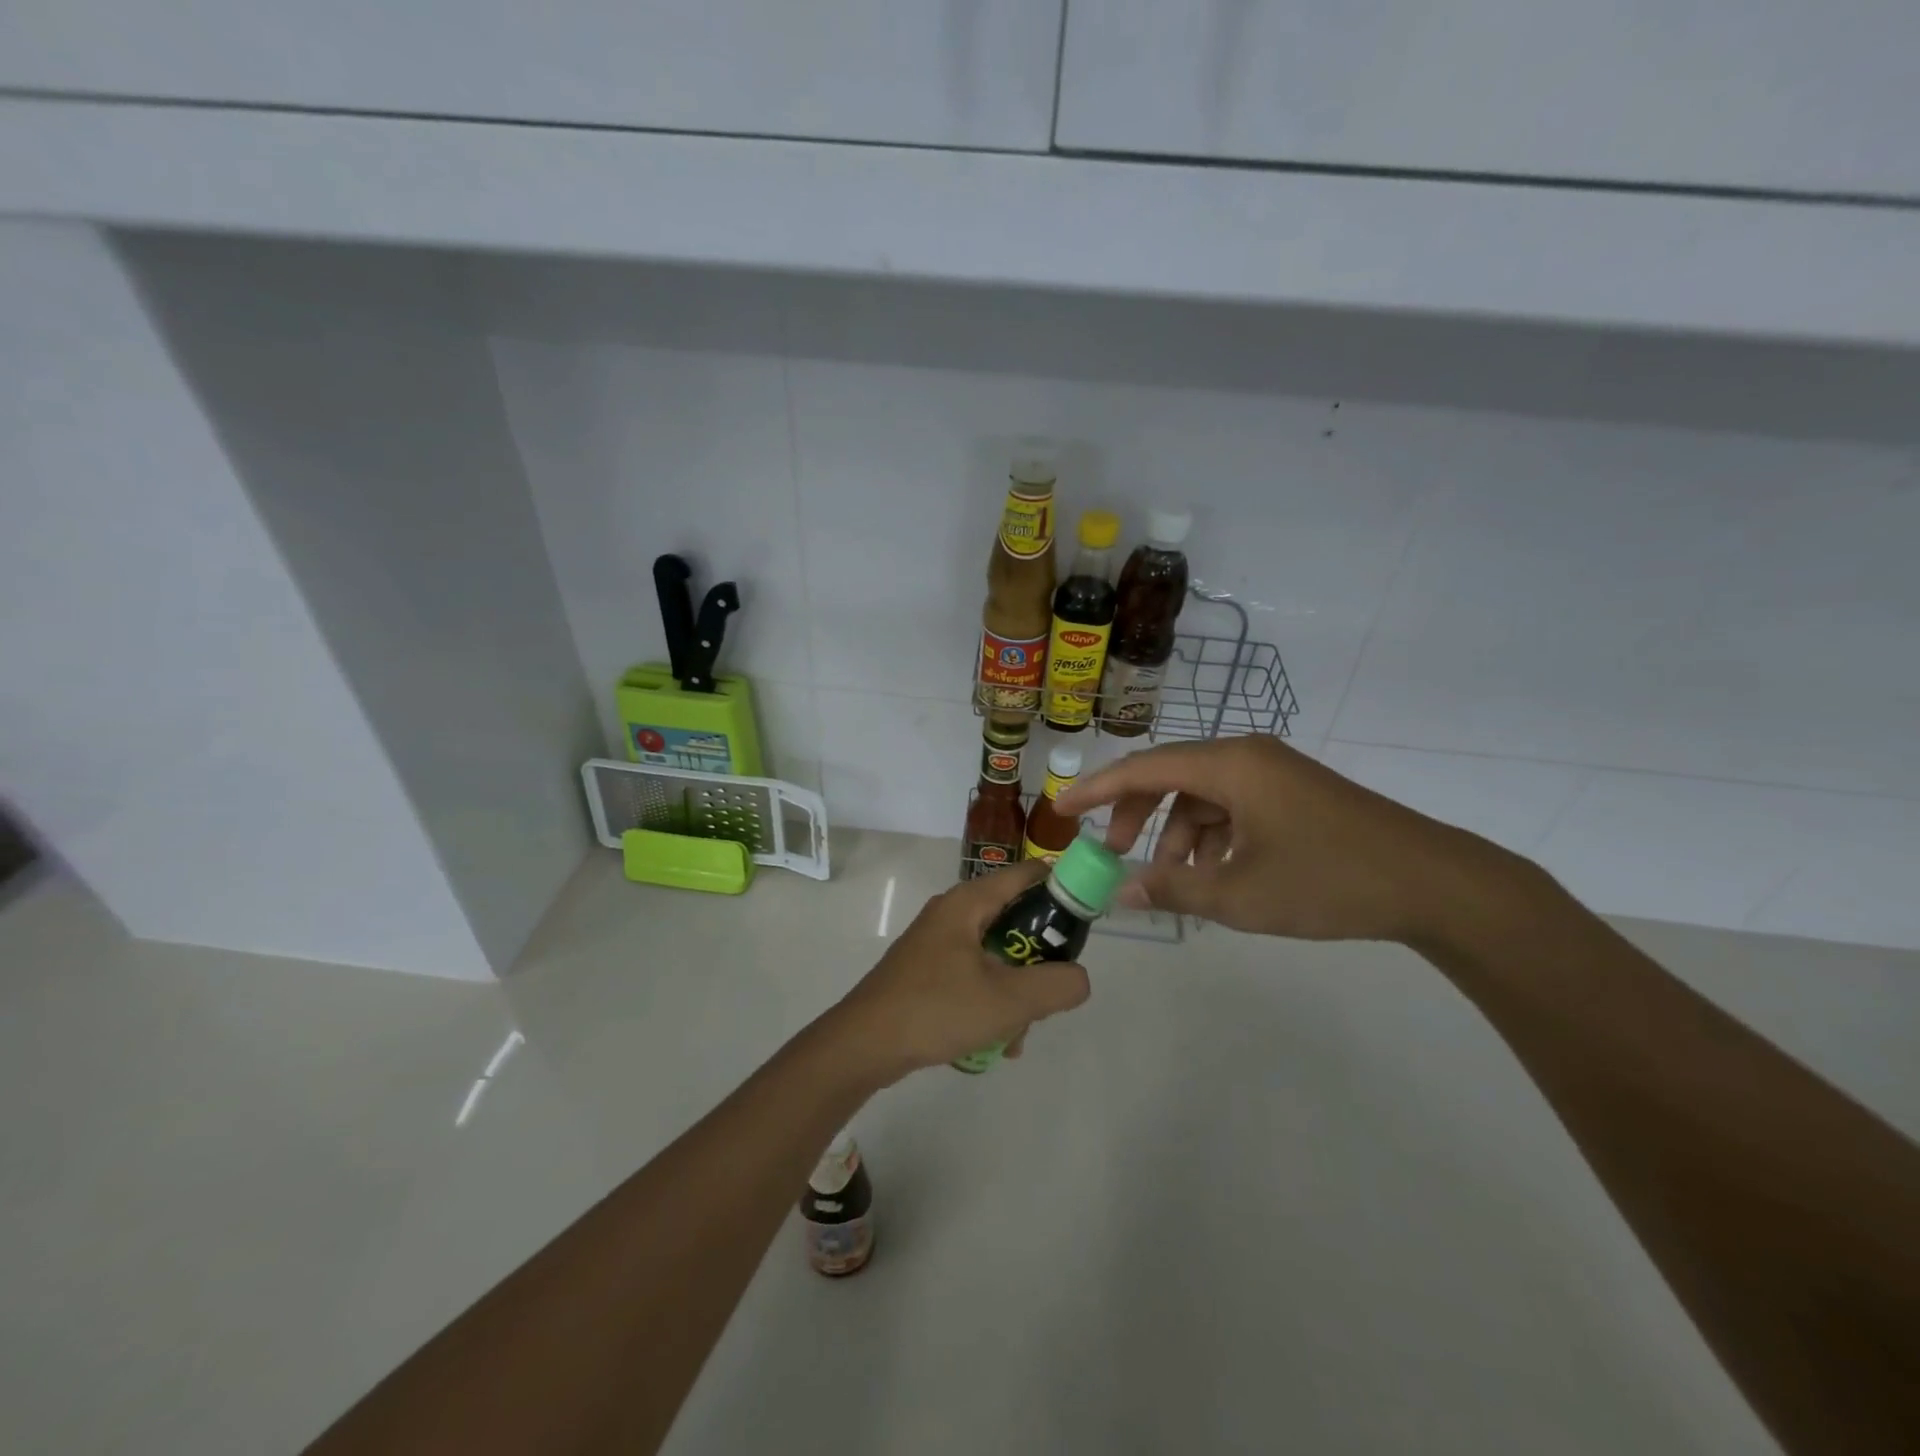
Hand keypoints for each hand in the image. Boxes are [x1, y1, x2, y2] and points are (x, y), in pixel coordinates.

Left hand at [831, 861, 1091, 1082]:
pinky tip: (994, 1043)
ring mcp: (937, 942)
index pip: (1027, 874)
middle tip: (1050, 993)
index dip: (1062, 889)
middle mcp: (953, 913)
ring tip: (1017, 1035)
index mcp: (969, 902)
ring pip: (997, 955)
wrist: (864, 1045)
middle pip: (1015, 919)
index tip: (1085, 921)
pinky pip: (975, 976)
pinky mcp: (928, 971)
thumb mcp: (1008, 1000)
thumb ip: (1056, 986)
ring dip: (1016, 992)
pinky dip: (991, 1002)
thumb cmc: (936, 1009)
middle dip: (1039, 960)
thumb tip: (1080, 977)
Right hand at [1054, 735, 1527, 944]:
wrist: (1435, 884)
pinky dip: (1212, 837)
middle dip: (1136, 815)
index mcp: (1230, 765)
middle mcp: (1247, 756)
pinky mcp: (1293, 794)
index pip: (1143, 768)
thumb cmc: (1329, 881)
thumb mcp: (1241, 894)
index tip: (1061, 809)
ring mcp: (1274, 773)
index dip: (1097, 789)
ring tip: (1177, 880)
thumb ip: (1173, 890)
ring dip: (1177, 833)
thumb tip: (1121, 893)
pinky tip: (1217, 874)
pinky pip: (1232, 806)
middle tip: (1116, 855)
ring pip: (1202, 795)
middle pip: (1170, 777)